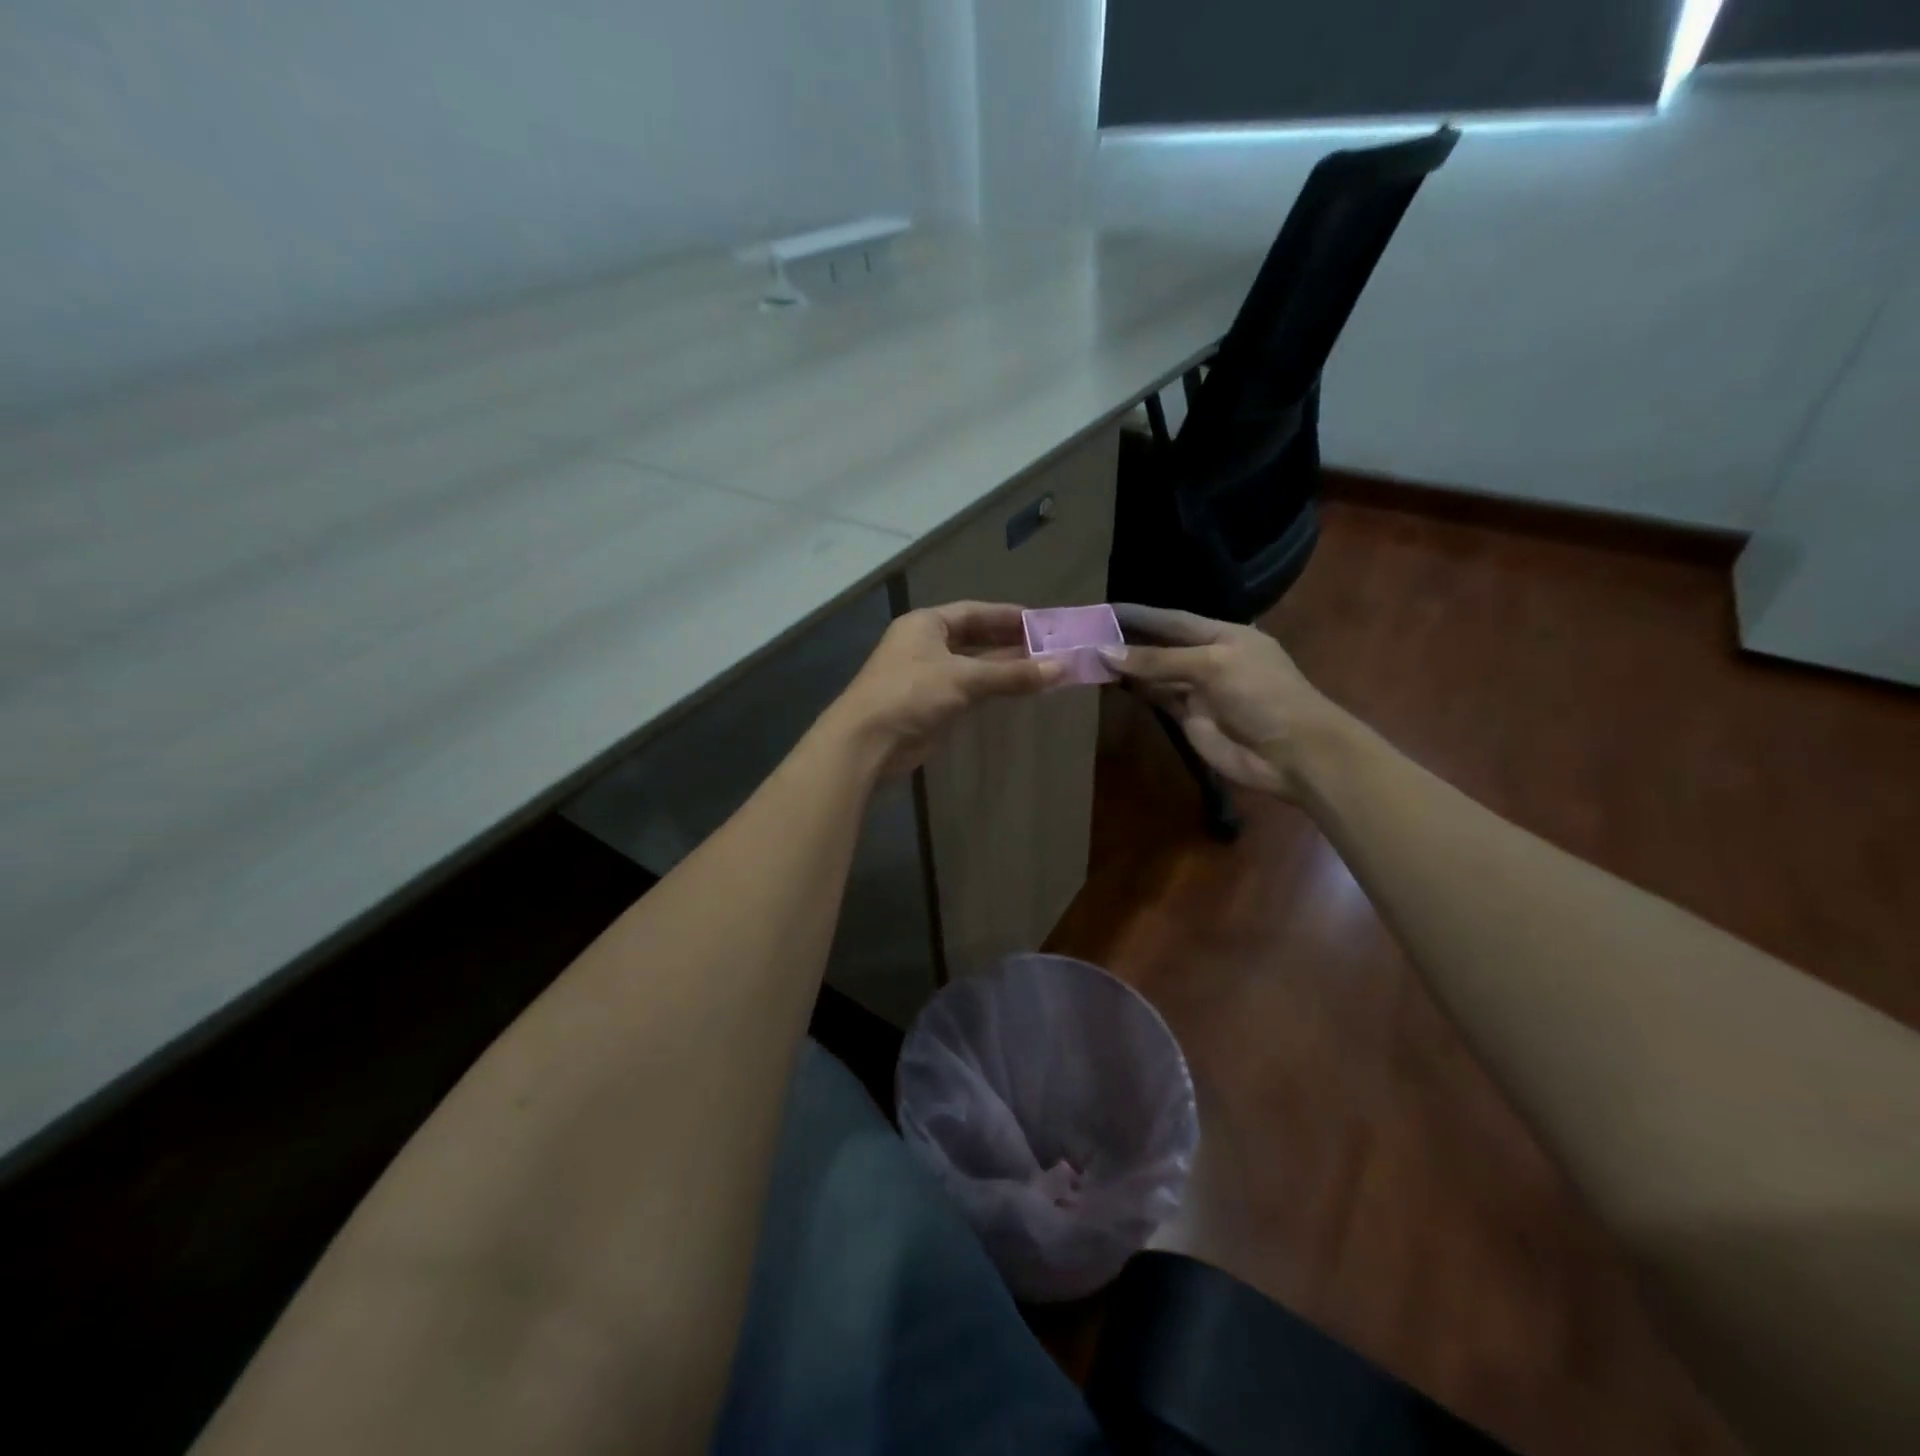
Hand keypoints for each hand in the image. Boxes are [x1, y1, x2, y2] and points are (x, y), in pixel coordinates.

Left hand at [827, 602, 1061, 775]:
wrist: (867, 742)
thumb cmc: (911, 695)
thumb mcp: (964, 679)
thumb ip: (1012, 673)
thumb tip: (1061, 667)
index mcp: (926, 624)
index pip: (974, 612)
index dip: (1008, 617)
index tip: (1042, 623)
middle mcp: (925, 644)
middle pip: (975, 638)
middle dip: (1010, 644)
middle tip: (1050, 648)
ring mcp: (926, 675)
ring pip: (973, 666)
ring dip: (1004, 668)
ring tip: (1043, 669)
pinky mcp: (930, 704)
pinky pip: (968, 689)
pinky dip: (991, 688)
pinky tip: (1017, 690)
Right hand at [1101, 604, 1339, 799]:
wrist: (1293, 753)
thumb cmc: (1261, 694)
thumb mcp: (1211, 666)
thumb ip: (1158, 659)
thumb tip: (1106, 652)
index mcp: (1222, 635)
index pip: (1171, 619)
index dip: (1139, 614)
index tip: (1102, 609)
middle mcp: (1207, 658)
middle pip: (1159, 646)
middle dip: (1126, 640)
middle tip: (1084, 635)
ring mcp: (1197, 691)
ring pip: (1154, 674)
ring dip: (1126, 667)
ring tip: (1087, 658)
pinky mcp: (1189, 720)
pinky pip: (1157, 699)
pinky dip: (1135, 691)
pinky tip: (1108, 683)